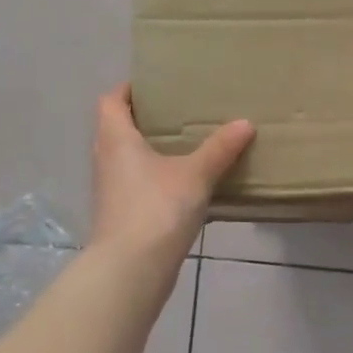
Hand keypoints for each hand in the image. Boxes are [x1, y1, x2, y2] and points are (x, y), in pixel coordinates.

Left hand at [89, 84, 253, 261]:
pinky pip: (136, 183)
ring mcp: (111, 189)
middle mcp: (106, 159)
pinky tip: (183, 183)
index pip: (111, 101)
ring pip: (127, 158)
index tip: (154, 84)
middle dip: (143, 118)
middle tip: (178, 111)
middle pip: (117, 128)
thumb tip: (245, 122)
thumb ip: (220, 149)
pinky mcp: (121, 213)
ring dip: (149, 149)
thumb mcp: (196, 174)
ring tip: (185, 144)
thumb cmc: (157, 208)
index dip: (128, 89)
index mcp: (116, 139)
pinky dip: (155, 176)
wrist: (132, 268)